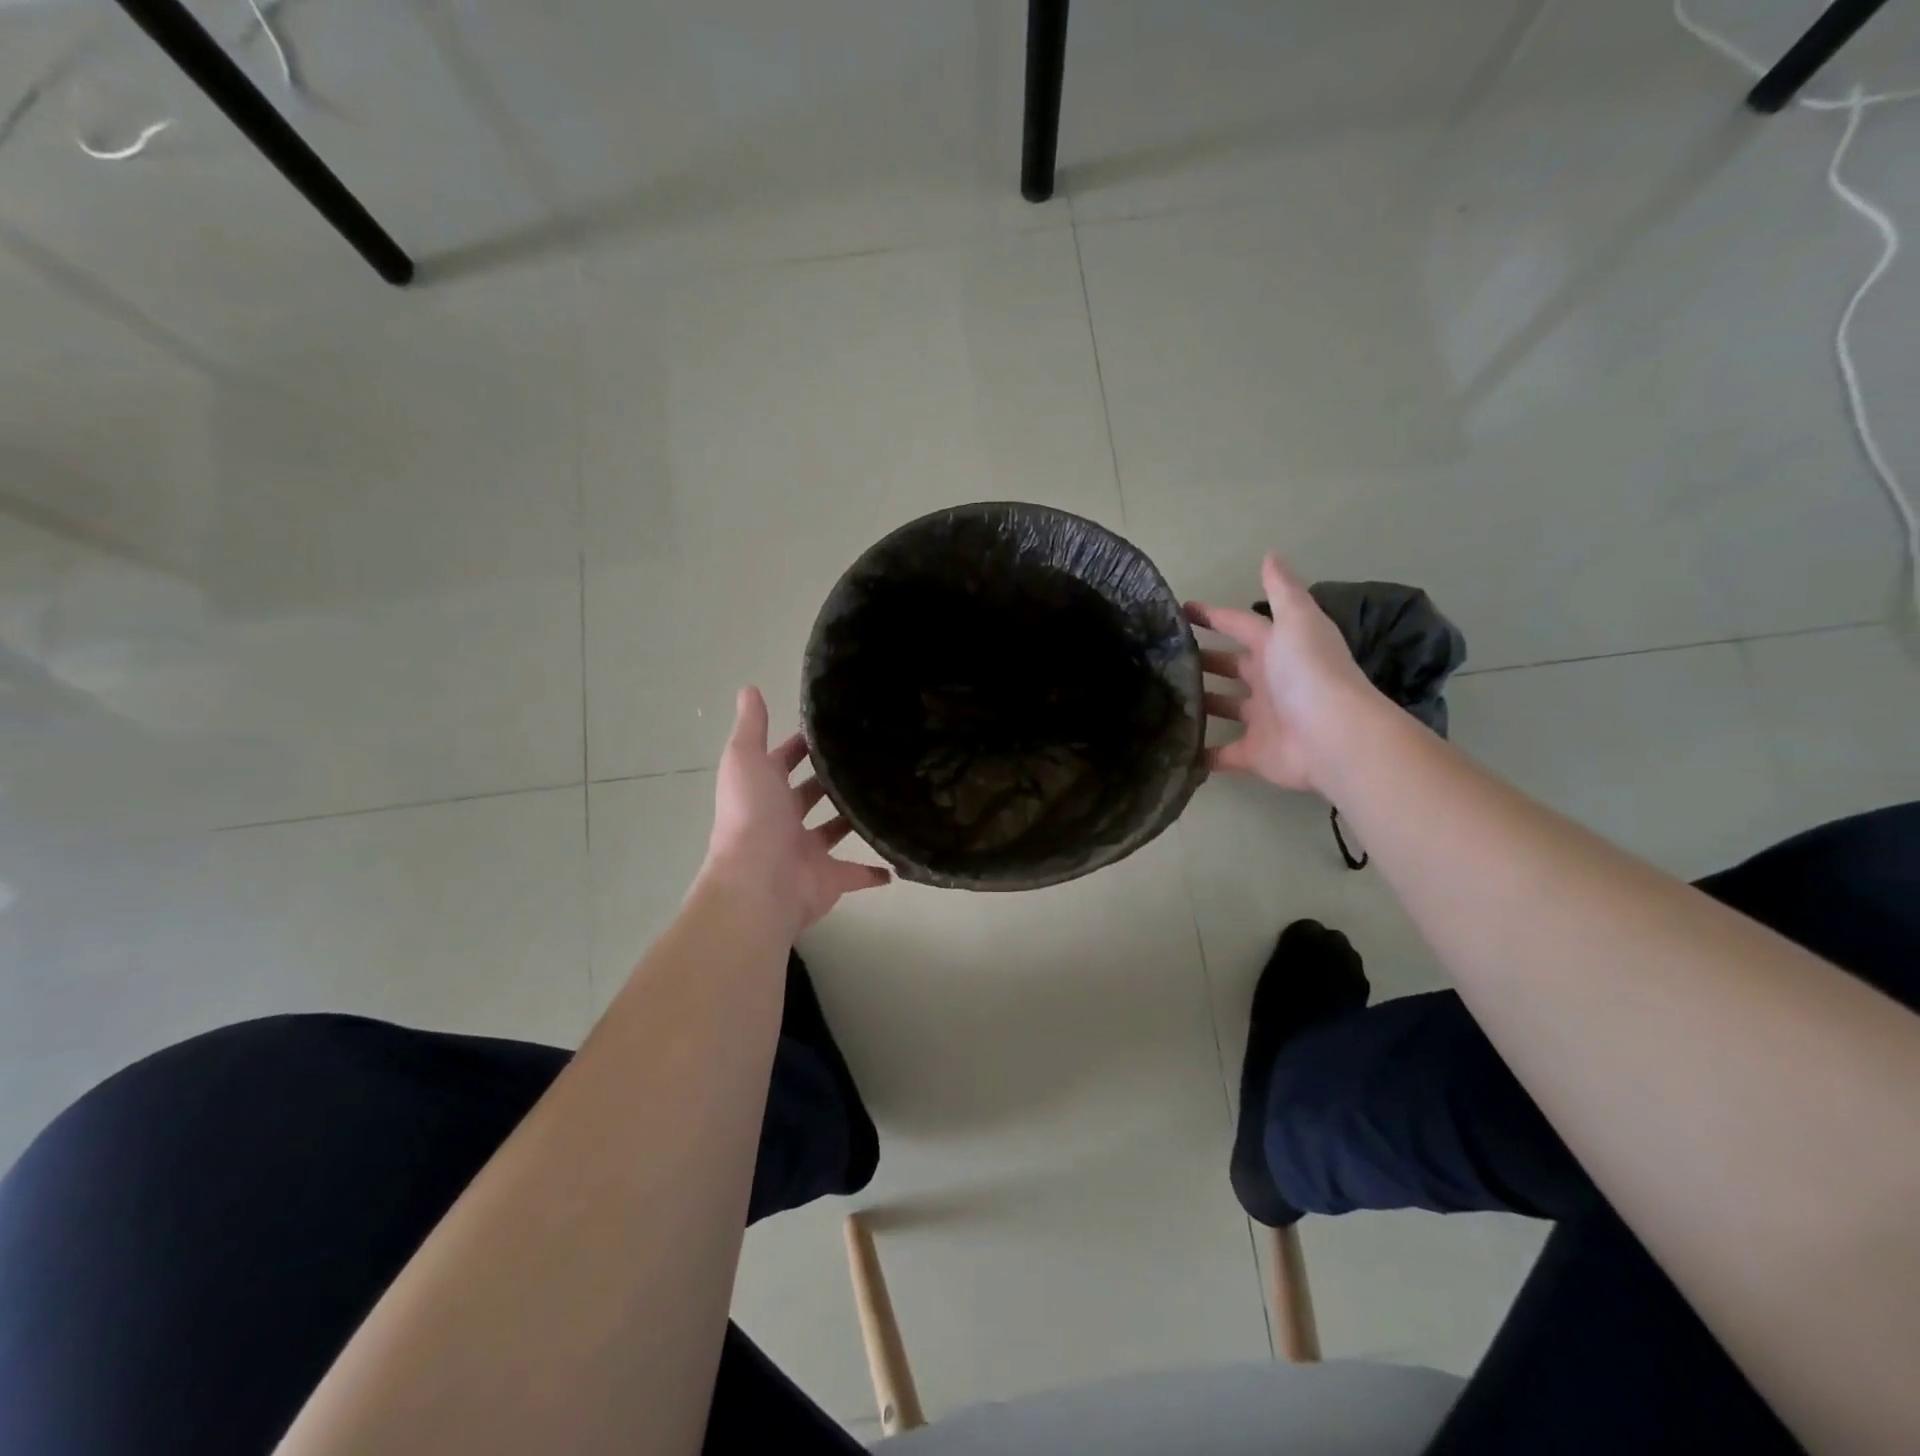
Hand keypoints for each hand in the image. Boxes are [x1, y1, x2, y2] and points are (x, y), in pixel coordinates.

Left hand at [700, 687, 891, 936]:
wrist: (758, 883)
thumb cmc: (752, 816)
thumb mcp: (746, 760)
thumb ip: (752, 727)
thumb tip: (749, 687)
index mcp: (766, 792)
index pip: (784, 761)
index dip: (802, 745)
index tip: (836, 726)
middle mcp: (784, 821)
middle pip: (810, 795)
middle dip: (830, 779)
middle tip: (871, 756)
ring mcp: (807, 852)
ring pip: (834, 831)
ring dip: (852, 819)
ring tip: (888, 796)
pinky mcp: (830, 879)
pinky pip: (856, 874)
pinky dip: (874, 871)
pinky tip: (896, 860)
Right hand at [1185, 554, 1378, 793]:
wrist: (1333, 736)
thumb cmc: (1309, 672)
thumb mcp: (1297, 620)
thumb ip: (1282, 591)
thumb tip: (1271, 554)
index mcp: (1278, 648)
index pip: (1240, 626)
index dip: (1213, 616)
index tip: (1179, 611)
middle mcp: (1269, 682)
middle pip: (1231, 667)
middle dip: (1202, 660)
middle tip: (1162, 657)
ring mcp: (1261, 720)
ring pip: (1223, 708)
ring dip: (1199, 703)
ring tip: (1159, 698)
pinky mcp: (1253, 754)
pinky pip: (1221, 754)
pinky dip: (1201, 754)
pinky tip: (1172, 747)